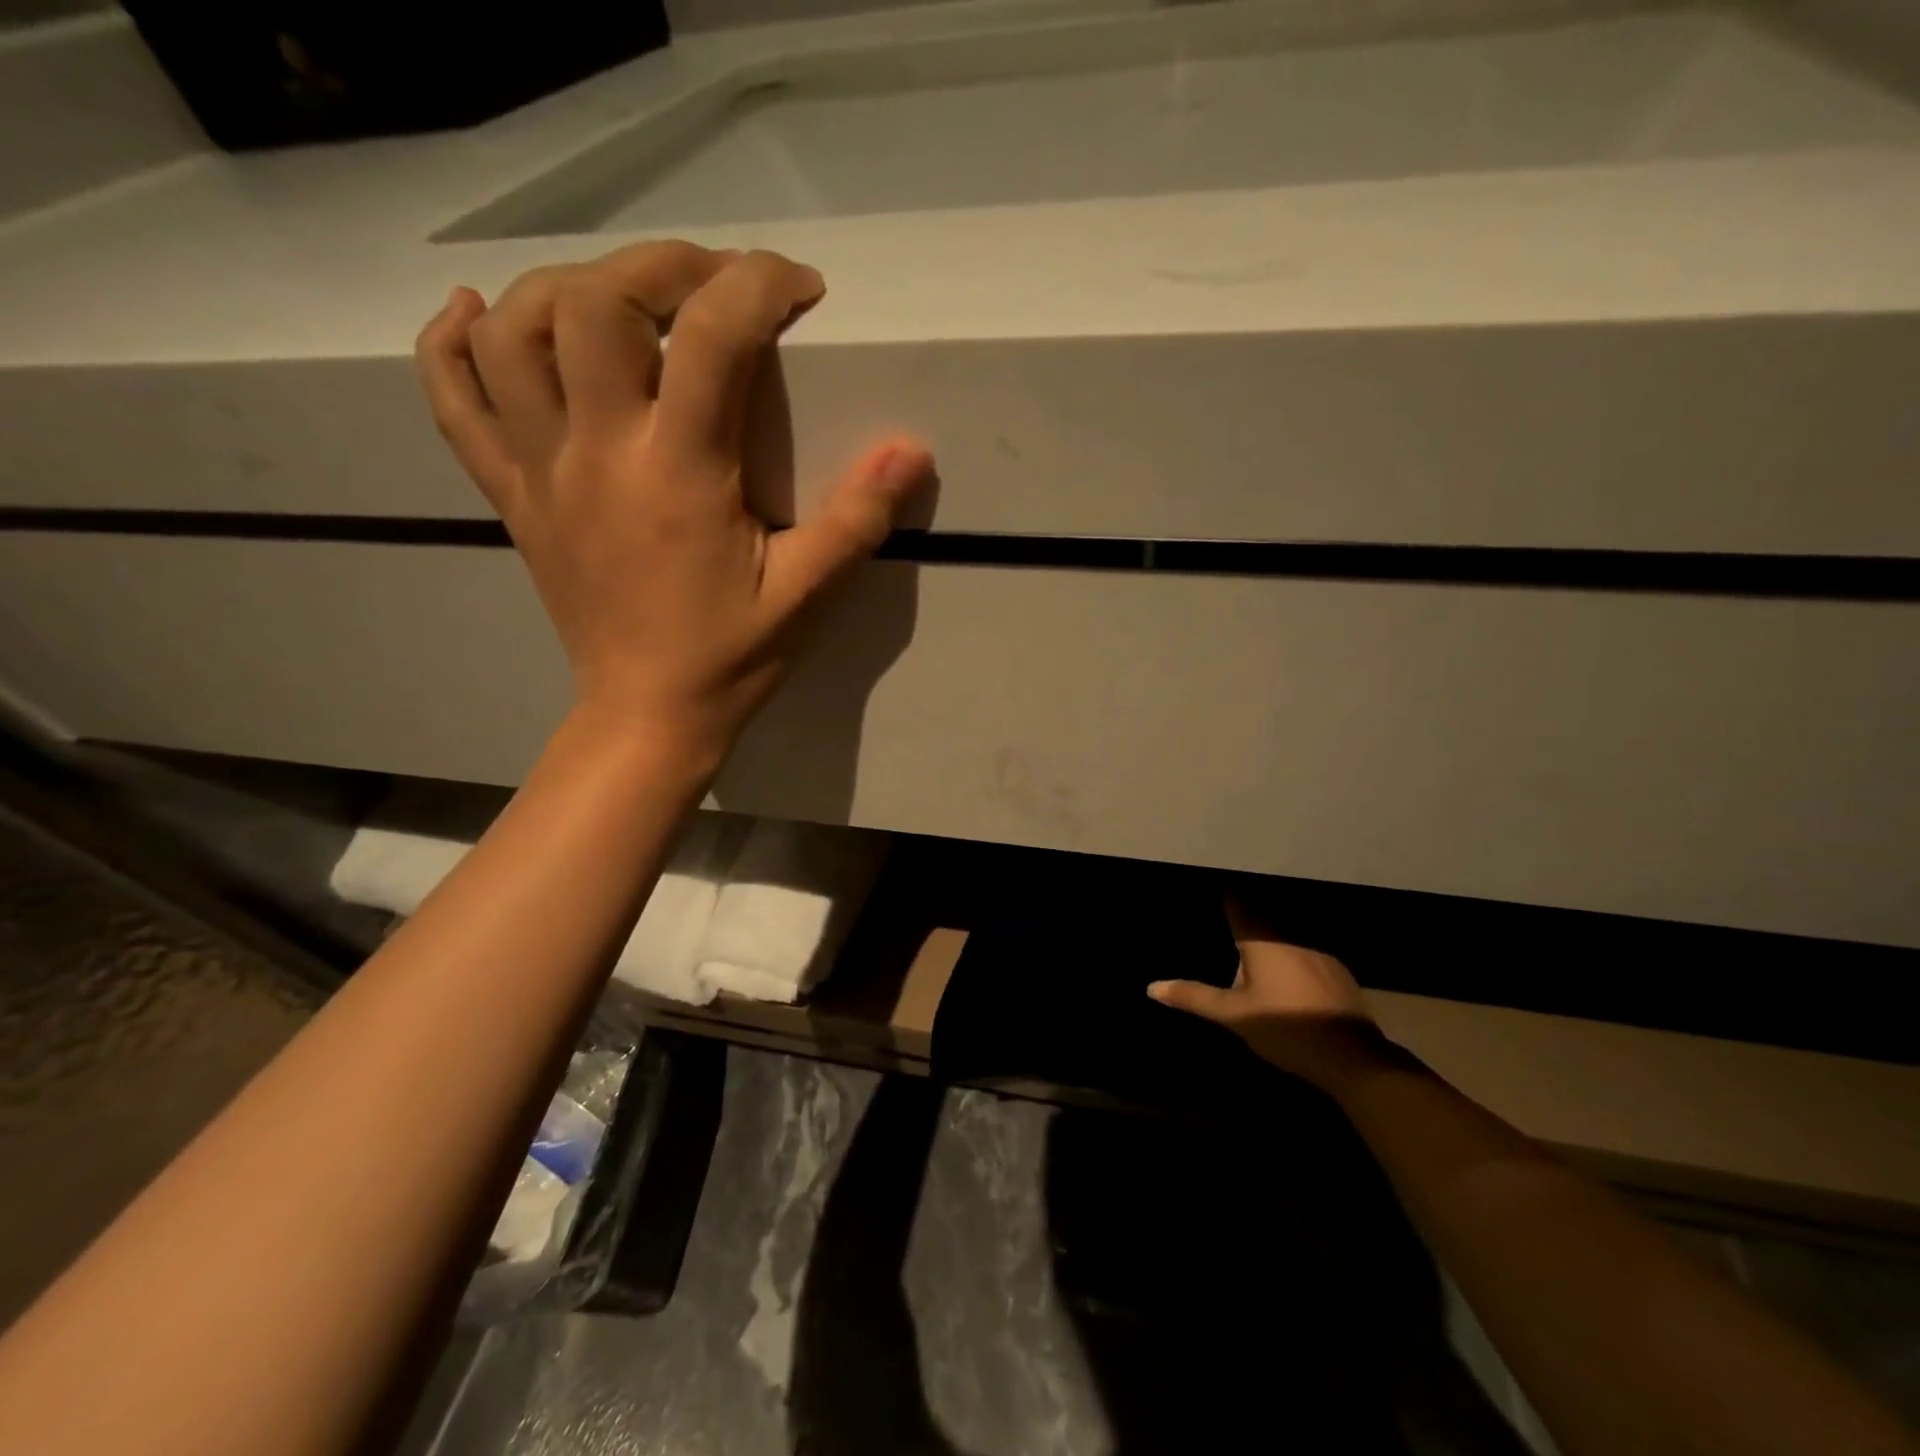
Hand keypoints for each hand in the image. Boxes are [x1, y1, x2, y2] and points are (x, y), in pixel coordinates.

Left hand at [414, 240, 932, 758]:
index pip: (711, 336)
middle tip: (715, 283)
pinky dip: (453, 343)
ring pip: (512, 333)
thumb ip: (857, 519)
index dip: (759, 286)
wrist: (647, 715)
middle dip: (662, 265)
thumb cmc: (730, 658)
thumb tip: (911, 450)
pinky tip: (477, 312)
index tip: (799, 290)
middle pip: (594, 302)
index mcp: (679, 472)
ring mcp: (541, 471)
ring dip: (564, 286)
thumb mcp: (806, 595)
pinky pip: (453, 401)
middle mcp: (598, 452)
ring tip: (622, 296)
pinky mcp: (512, 496)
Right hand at [1149, 901, 1388, 1092]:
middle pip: (1261, 918)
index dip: (1224, 900)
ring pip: (1285, 936)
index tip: (1211, 899)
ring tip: (1252, 956)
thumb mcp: (1233, 1016)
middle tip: (1225, 931)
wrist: (1353, 1058)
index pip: (1237, 905)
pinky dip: (1292, 959)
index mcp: (1262, 940)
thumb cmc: (1285, 1029)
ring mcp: (1318, 952)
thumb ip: (1194, 997)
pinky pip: (1305, 953)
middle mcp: (1290, 936)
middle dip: (1244, 922)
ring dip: (1270, 942)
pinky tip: (1287, 979)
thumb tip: (1151, 987)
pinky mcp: (1337, 972)